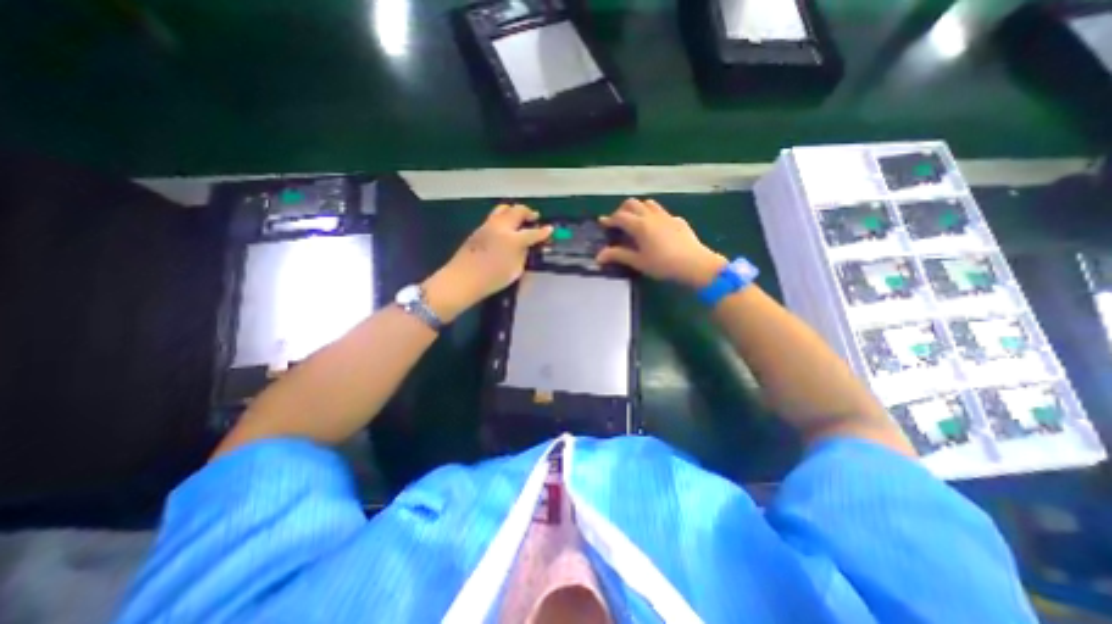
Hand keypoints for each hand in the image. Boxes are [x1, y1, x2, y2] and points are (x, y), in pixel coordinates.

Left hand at [423, 205, 550, 322]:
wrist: (463, 279)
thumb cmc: (491, 279)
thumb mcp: (515, 271)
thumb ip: (522, 256)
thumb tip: (525, 247)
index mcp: (513, 239)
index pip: (533, 233)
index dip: (543, 232)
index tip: (550, 229)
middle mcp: (501, 227)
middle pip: (517, 211)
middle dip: (528, 213)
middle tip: (534, 218)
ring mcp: (488, 226)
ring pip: (503, 209)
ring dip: (514, 211)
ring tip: (519, 218)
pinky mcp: (478, 229)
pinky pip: (494, 217)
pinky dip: (503, 217)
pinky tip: (504, 228)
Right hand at [595, 197, 725, 287]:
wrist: (695, 264)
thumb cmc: (663, 264)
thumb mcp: (638, 262)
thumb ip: (618, 255)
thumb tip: (599, 256)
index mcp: (639, 225)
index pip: (620, 217)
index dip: (609, 219)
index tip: (602, 223)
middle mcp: (651, 216)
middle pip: (632, 204)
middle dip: (622, 211)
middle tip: (618, 223)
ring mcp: (666, 216)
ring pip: (648, 203)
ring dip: (638, 209)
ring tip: (636, 222)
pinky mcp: (678, 221)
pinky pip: (662, 212)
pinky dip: (654, 216)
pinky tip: (656, 229)